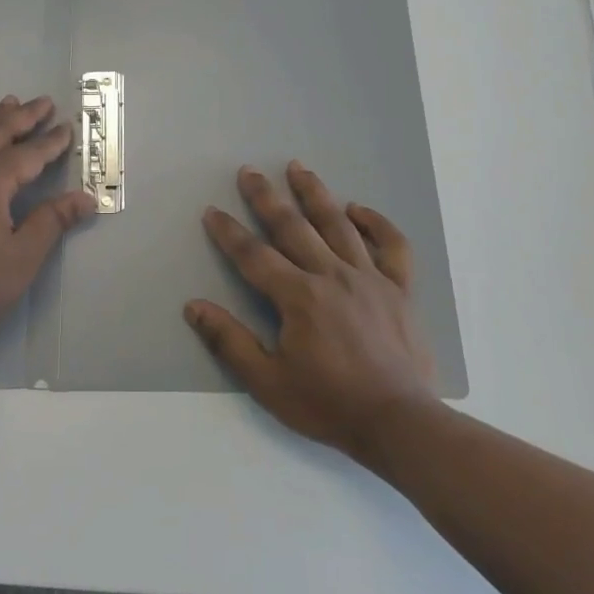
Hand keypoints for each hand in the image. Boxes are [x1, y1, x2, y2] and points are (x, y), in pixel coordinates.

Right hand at [186, 162, 440, 465]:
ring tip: (299, 168)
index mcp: (299, 296)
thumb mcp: (268, 382)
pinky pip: (391, 245)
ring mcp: (370, 278)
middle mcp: (332, 275)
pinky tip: (358, 209)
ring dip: (315, 193)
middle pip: (293, 227)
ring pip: (338, 224)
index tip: (212, 211)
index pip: (254, 255)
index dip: (229, 232)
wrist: (400, 424)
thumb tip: (193, 307)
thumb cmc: (329, 404)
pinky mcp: (400, 289)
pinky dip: (376, 223)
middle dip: (267, 197)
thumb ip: (230, 341)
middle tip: (250, 171)